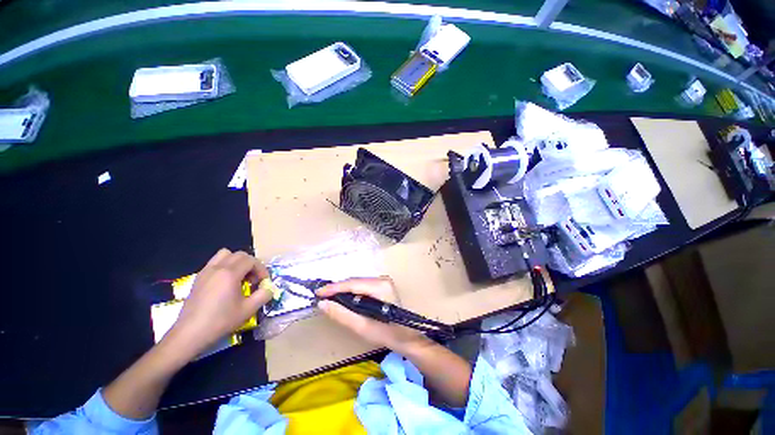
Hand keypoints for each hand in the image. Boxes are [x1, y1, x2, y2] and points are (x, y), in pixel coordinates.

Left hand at [166, 249, 272, 358]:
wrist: (189, 334)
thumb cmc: (220, 321)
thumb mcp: (248, 310)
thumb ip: (264, 295)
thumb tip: (269, 288)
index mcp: (230, 274)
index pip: (251, 260)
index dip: (261, 269)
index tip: (263, 282)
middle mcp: (218, 268)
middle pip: (240, 255)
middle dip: (251, 264)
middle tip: (253, 279)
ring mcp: (206, 271)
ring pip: (225, 254)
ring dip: (236, 262)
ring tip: (239, 277)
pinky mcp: (198, 278)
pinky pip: (215, 262)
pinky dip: (224, 266)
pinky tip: (225, 283)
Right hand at [316, 277, 429, 352]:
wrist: (406, 337)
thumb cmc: (387, 334)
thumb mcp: (362, 327)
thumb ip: (342, 314)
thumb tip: (322, 303)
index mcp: (380, 286)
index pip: (353, 283)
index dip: (334, 287)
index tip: (317, 292)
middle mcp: (382, 279)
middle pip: (355, 281)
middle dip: (337, 289)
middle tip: (321, 297)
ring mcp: (383, 281)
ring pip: (357, 283)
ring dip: (343, 290)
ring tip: (329, 298)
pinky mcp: (382, 286)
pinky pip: (362, 286)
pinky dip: (351, 292)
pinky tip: (343, 299)